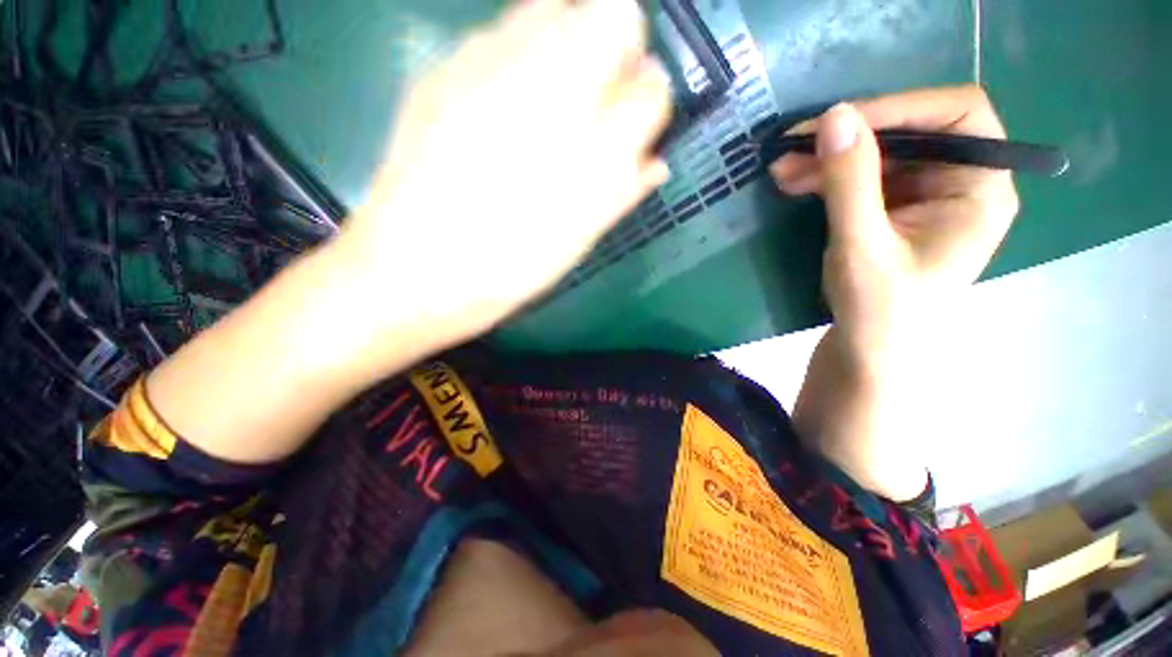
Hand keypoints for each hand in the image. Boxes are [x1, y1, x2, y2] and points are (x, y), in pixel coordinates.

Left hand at [337, 0, 671, 348]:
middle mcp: (555, 91)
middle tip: (597, 95)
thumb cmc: (512, 267)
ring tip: (551, 92)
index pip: (653, 87)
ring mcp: (494, 67)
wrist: (419, 269)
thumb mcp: (580, 239)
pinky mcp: (445, 69)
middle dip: (618, 48)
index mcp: (595, 151)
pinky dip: (516, 51)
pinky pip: (499, 32)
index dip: (649, 98)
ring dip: (568, 39)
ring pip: (555, 8)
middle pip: (614, 14)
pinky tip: (501, 100)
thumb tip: (652, 161)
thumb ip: (622, 191)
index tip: (635, 116)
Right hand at [769, 86, 1019, 363]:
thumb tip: (833, 116)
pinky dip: (826, 176)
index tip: (838, 122)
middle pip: (911, 132)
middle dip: (849, 137)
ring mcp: (924, 195)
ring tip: (781, 170)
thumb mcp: (861, 246)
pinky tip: (794, 182)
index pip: (957, 116)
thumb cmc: (878, 310)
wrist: (867, 350)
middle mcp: (959, 182)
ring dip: (828, 158)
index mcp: (979, 189)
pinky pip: (862, 176)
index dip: (900, 108)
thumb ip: (850, 182)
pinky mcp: (893, 208)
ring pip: (879, 153)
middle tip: (792, 148)